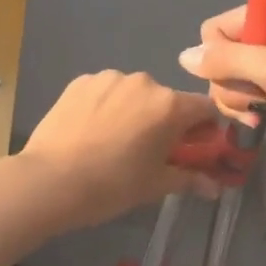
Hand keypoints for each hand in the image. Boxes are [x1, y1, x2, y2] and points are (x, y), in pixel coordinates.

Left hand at [19, 71, 221, 231]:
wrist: (50, 180)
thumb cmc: (112, 186)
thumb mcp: (155, 185)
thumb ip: (190, 179)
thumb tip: (215, 187)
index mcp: (170, 105)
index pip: (205, 107)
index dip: (205, 128)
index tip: (195, 147)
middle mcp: (144, 82)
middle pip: (166, 100)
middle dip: (165, 121)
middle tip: (149, 150)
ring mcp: (110, 77)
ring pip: (134, 93)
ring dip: (133, 110)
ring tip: (113, 140)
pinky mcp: (81, 81)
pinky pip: (105, 91)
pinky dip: (105, 105)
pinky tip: (90, 131)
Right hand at [178, 0, 265, 166]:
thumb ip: (228, 59)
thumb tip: (184, 57)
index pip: (218, 26)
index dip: (219, 56)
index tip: (242, 77)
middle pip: (221, 52)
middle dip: (228, 82)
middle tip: (253, 103)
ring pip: (230, 74)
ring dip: (236, 98)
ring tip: (258, 115)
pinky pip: (246, 89)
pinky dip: (247, 106)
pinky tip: (261, 120)